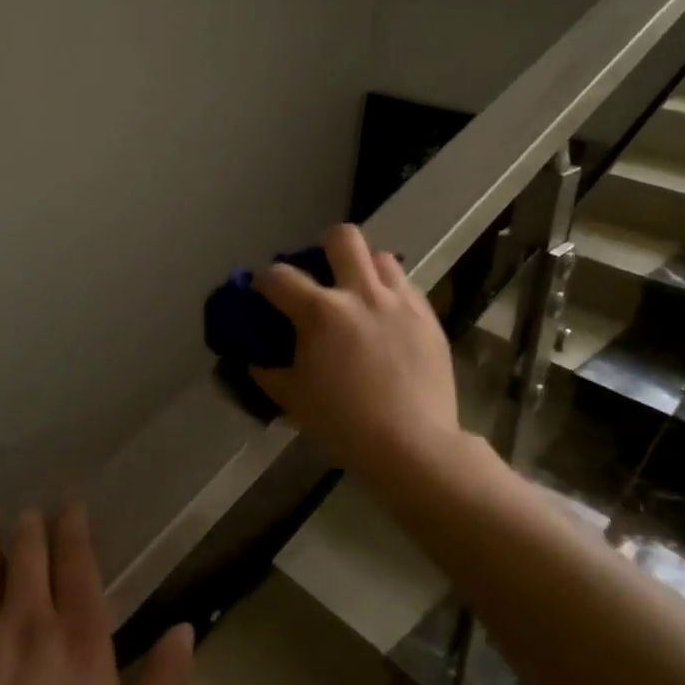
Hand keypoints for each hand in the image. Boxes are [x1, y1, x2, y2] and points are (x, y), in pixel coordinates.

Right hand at [250, 223, 463, 479]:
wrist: (413, 446)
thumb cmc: (345, 425)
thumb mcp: (295, 400)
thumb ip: (270, 373)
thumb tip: (255, 360)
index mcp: (320, 313)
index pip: (279, 276)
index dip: (264, 280)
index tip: (264, 292)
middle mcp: (360, 294)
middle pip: (342, 238)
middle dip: (325, 248)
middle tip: (323, 274)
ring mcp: (399, 302)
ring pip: (381, 257)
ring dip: (365, 269)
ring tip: (361, 295)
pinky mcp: (428, 316)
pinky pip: (407, 287)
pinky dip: (392, 293)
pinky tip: (388, 319)